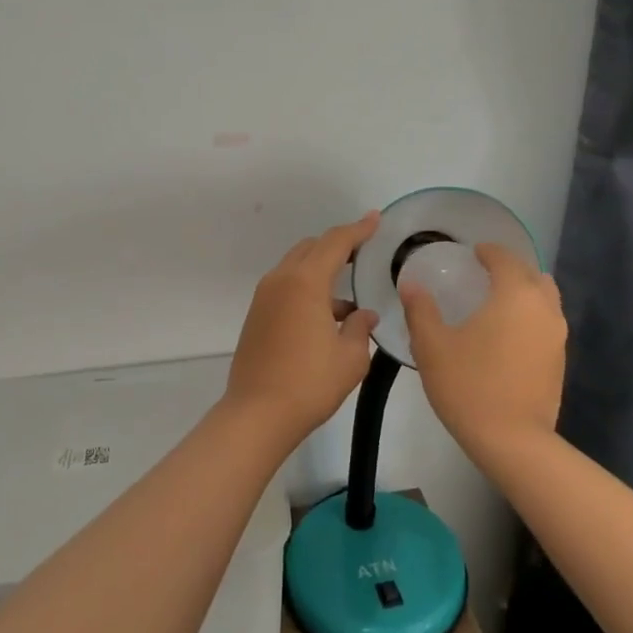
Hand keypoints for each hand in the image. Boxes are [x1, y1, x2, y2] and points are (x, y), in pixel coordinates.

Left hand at [224, 213, 382, 445]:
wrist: (257, 414)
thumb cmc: (309, 383)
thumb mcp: (350, 358)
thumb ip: (360, 328)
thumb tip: (364, 315)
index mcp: (305, 282)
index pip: (336, 242)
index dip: (358, 229)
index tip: (376, 219)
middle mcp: (281, 281)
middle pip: (312, 248)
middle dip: (338, 246)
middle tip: (364, 253)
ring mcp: (264, 298)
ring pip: (296, 267)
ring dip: (322, 270)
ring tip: (350, 296)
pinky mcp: (257, 316)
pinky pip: (287, 287)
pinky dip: (308, 288)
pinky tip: (328, 317)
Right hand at [399, 243, 565, 460]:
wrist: (512, 440)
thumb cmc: (468, 385)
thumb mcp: (432, 346)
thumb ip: (421, 310)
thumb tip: (411, 284)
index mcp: (514, 295)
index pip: (505, 259)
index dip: (488, 252)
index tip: (473, 252)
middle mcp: (543, 308)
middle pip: (531, 274)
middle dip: (510, 268)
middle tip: (484, 274)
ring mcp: (557, 335)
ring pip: (545, 299)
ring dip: (524, 292)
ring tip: (497, 302)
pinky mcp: (559, 360)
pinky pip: (546, 323)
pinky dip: (530, 316)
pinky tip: (508, 334)